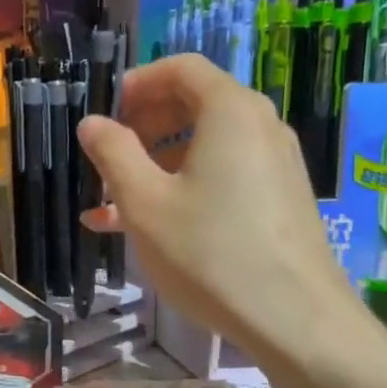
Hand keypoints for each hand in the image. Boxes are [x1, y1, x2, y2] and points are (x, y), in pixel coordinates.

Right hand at [77, 54, 365, 367]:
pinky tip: (149, 227)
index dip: (136, 84)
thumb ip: (113, 153)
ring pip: (205, 147)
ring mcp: (274, 164)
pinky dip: (184, 188)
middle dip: (143, 127)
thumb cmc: (209, 252)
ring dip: (156, 165)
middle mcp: (259, 126)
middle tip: (107, 158)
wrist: (294, 318)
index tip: (104, 114)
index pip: (181, 69)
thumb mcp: (145, 203)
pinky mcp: (279, 199)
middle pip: (194, 104)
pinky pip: (223, 176)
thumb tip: (92, 123)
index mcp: (229, 111)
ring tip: (113, 204)